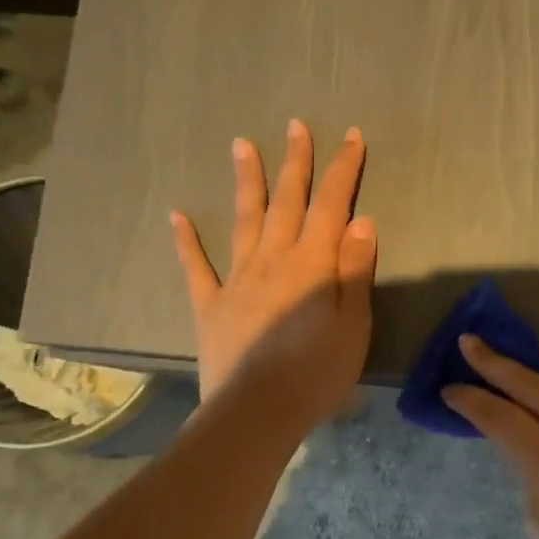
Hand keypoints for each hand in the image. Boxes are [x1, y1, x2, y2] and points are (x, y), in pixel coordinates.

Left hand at [170, 120, 375, 432]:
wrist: (257, 413)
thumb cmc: (317, 373)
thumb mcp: (353, 324)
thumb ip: (354, 270)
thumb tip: (361, 220)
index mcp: (311, 264)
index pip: (331, 206)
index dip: (342, 169)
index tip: (350, 136)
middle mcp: (273, 260)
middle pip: (286, 202)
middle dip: (295, 162)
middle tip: (295, 125)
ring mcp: (237, 280)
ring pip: (244, 221)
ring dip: (246, 182)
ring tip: (241, 145)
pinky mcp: (212, 306)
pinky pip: (197, 267)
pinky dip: (186, 241)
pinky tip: (178, 216)